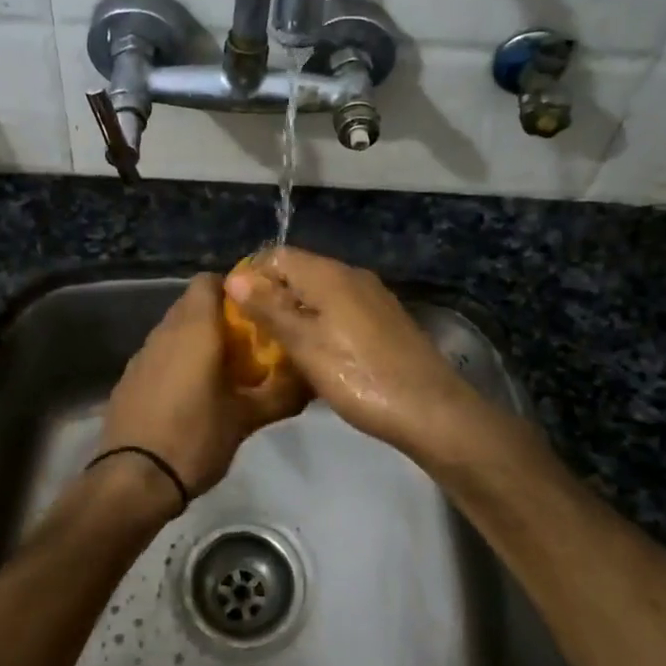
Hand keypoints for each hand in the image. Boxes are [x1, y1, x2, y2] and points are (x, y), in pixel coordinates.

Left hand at [97, 274, 309, 498]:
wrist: (134, 479)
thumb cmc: (195, 438)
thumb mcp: (246, 419)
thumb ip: (280, 394)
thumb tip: (310, 380)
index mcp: (194, 329)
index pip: (209, 281)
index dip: (233, 289)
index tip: (255, 313)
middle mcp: (164, 332)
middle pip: (192, 304)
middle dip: (219, 317)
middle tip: (247, 345)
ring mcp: (141, 354)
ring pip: (174, 330)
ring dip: (197, 340)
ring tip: (222, 371)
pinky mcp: (128, 378)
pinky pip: (158, 355)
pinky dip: (176, 361)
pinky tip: (190, 394)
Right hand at [225, 248, 490, 463]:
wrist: (431, 410)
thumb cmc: (359, 376)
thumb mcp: (305, 345)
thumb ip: (269, 309)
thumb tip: (234, 278)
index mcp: (330, 275)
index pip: (278, 255)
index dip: (251, 277)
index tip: (234, 311)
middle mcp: (353, 276)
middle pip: (300, 272)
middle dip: (271, 297)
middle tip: (251, 335)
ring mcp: (373, 298)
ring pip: (321, 293)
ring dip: (295, 313)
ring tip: (277, 348)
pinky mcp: (385, 321)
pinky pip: (341, 310)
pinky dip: (320, 324)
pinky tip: (315, 355)